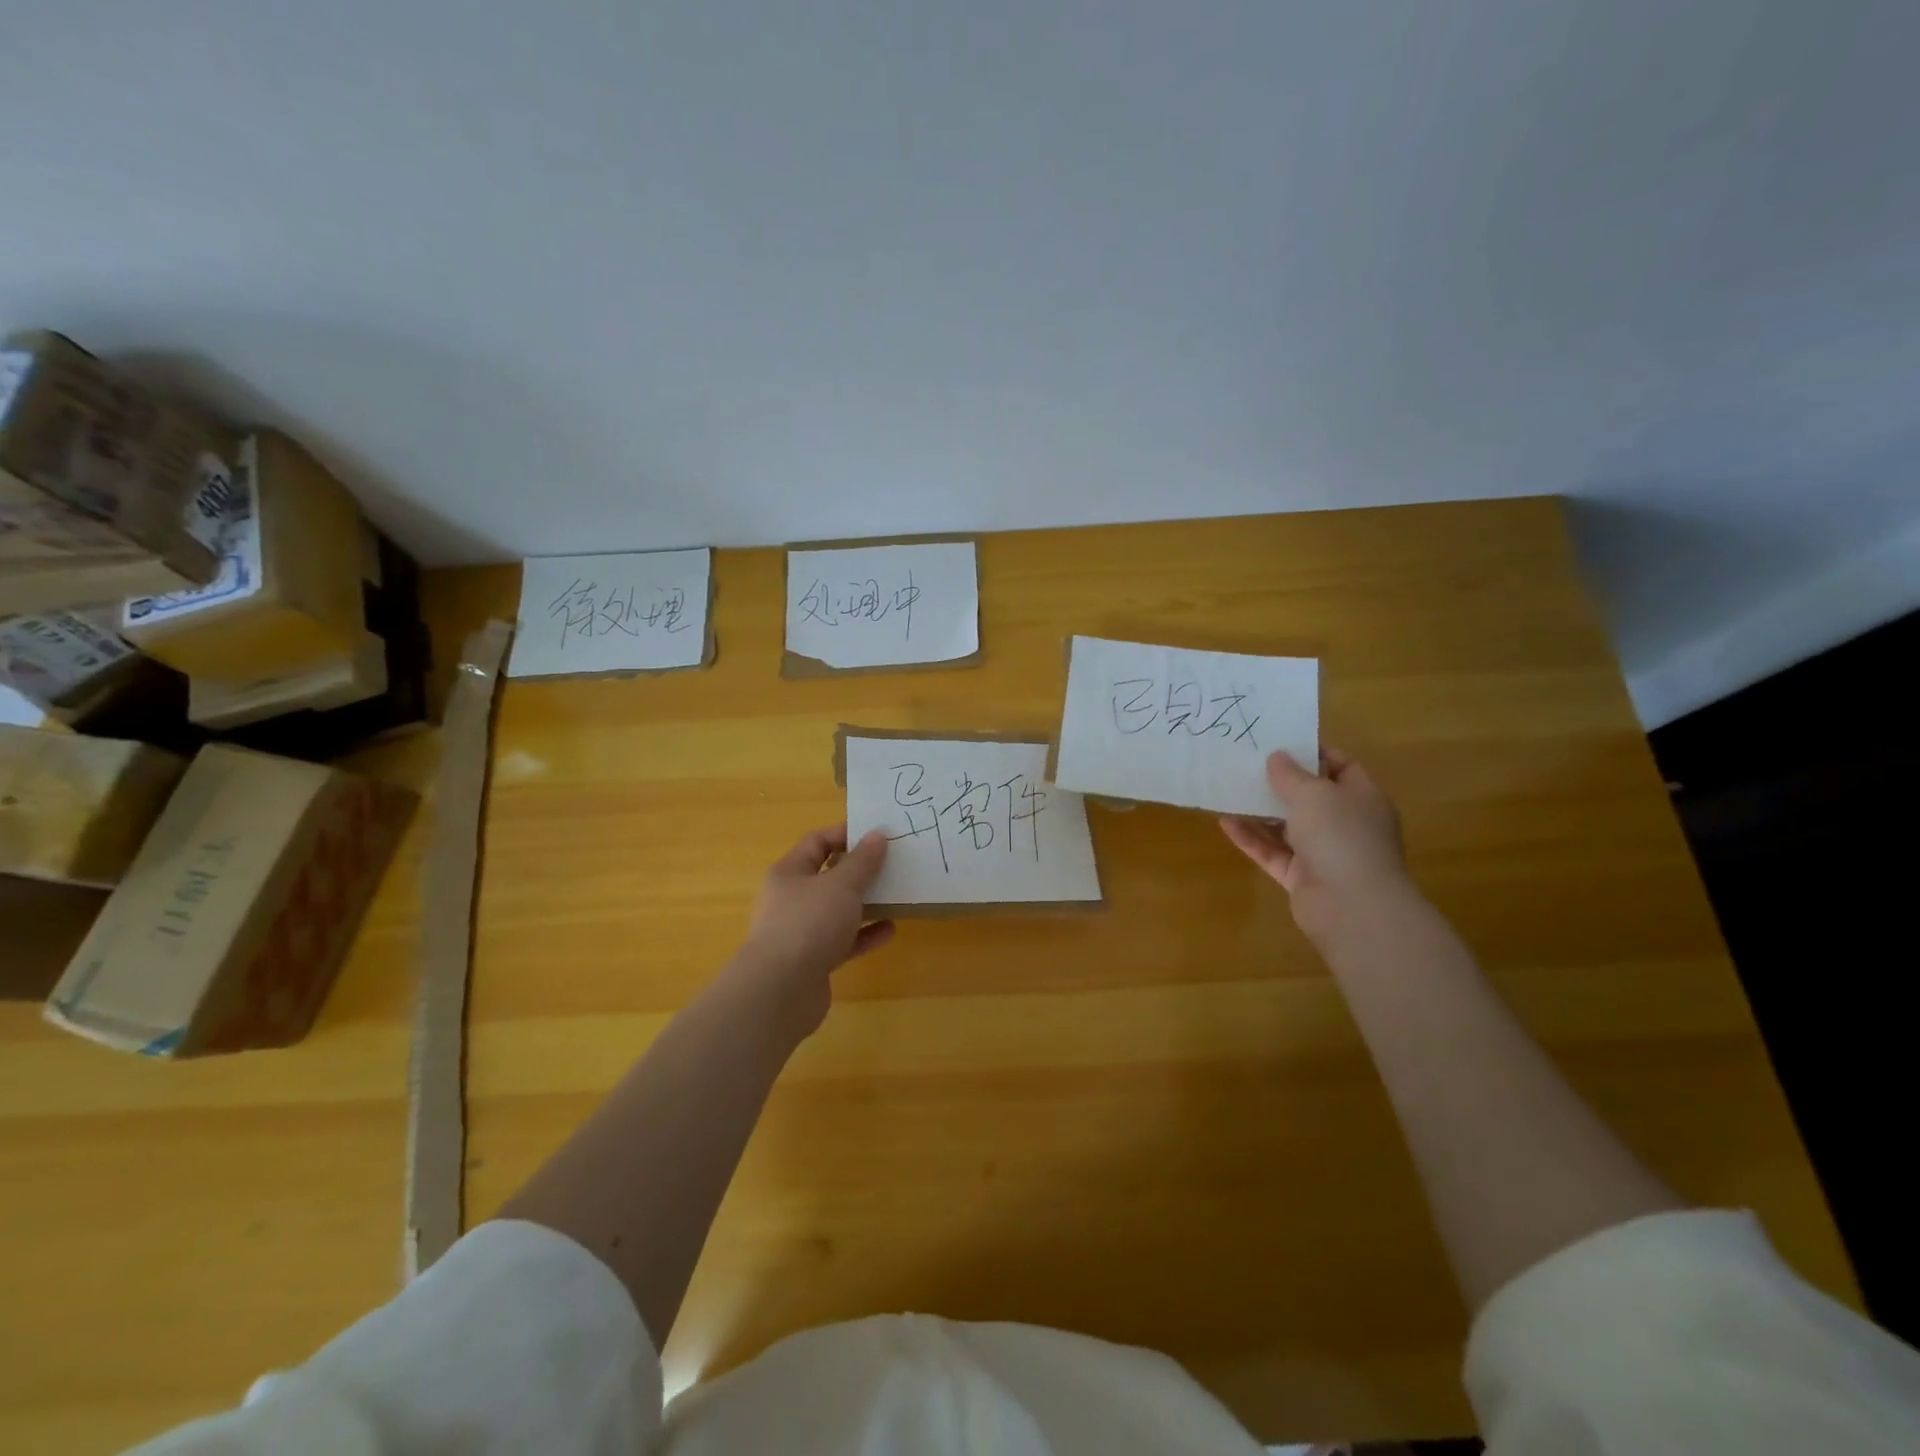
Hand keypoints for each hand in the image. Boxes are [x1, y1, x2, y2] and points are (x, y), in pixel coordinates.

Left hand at [731, 825, 894, 1035]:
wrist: (780, 991)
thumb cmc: (808, 924)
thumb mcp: (841, 885)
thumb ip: (863, 861)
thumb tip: (877, 834)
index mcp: (789, 873)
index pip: (817, 841)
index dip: (846, 834)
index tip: (878, 833)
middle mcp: (791, 899)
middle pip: (828, 876)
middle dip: (859, 870)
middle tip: (893, 863)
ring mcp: (800, 932)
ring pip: (837, 910)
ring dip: (865, 903)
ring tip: (896, 895)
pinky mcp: (813, 961)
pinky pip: (843, 941)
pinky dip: (864, 934)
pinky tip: (890, 930)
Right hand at [1219, 748, 1410, 940]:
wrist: (1352, 906)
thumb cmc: (1341, 836)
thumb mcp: (1313, 794)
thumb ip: (1291, 774)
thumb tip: (1276, 757)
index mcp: (1362, 798)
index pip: (1341, 766)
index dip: (1313, 753)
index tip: (1280, 742)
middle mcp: (1346, 824)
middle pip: (1311, 797)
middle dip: (1280, 783)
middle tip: (1246, 764)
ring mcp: (1324, 854)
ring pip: (1287, 827)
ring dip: (1260, 811)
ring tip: (1229, 790)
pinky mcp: (1302, 878)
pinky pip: (1273, 852)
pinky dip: (1251, 838)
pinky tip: (1224, 822)